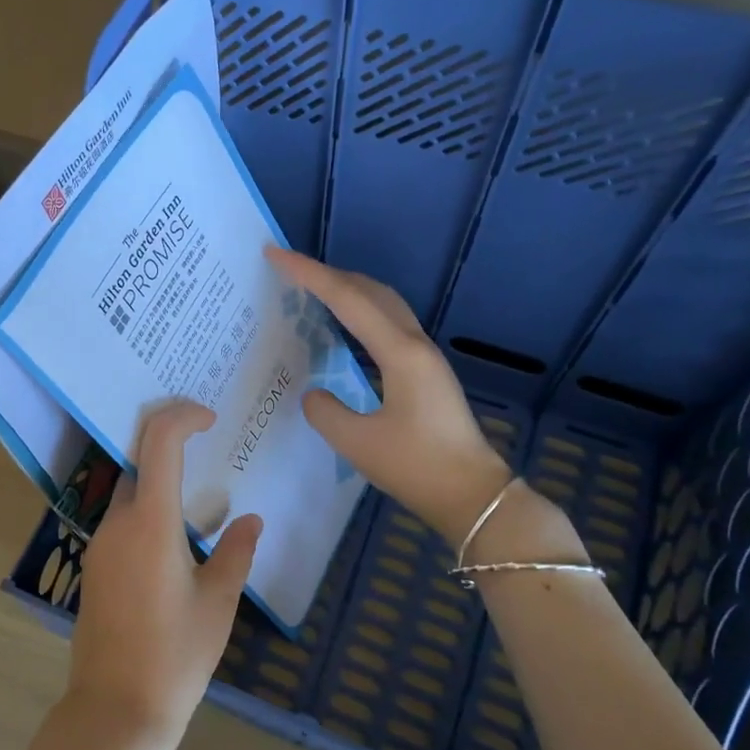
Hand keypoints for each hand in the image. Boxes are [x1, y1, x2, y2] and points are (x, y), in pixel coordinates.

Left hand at [68, 399, 262, 749]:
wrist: (115, 710)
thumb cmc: (176, 655)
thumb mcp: (219, 602)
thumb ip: (236, 552)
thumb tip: (250, 520)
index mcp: (150, 521)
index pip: (159, 441)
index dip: (182, 415)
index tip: (210, 418)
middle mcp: (118, 523)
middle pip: (140, 461)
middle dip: (172, 444)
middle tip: (211, 448)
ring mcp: (100, 546)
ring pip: (130, 493)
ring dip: (160, 482)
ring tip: (201, 496)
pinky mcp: (95, 569)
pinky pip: (123, 522)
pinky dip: (148, 512)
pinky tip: (176, 539)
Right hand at [266, 246, 515, 544]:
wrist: (473, 495)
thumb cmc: (417, 467)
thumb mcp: (358, 443)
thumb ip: (325, 412)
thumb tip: (313, 395)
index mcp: (400, 352)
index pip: (347, 299)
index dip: (309, 274)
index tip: (276, 254)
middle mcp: (415, 344)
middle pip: (370, 291)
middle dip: (328, 274)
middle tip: (289, 270)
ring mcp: (425, 358)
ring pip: (384, 305)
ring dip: (348, 290)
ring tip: (313, 291)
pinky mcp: (426, 373)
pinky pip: (389, 325)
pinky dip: (361, 313)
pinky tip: (346, 328)